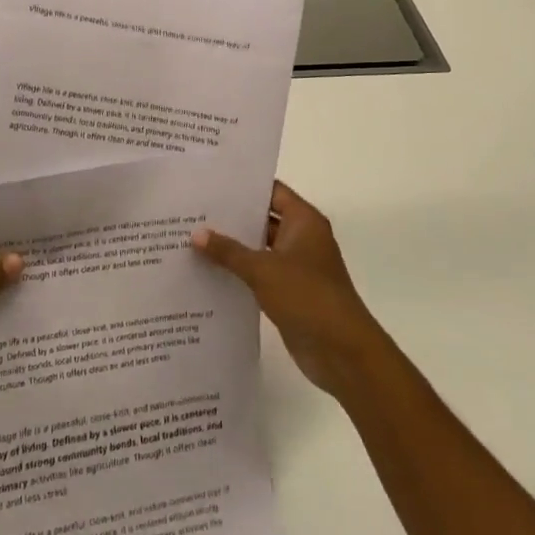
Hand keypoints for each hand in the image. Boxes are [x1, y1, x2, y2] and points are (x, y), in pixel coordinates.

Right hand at [192, 182, 386, 398]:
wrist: (343, 352)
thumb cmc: (307, 297)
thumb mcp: (263, 270)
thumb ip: (229, 251)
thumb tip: (196, 233)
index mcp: (304, 221)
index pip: (271, 191)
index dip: (244, 186)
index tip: (211, 182)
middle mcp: (301, 238)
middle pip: (263, 218)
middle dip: (231, 216)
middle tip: (193, 209)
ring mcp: (296, 266)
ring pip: (259, 247)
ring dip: (233, 246)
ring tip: (192, 237)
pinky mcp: (289, 292)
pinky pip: (259, 273)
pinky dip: (239, 271)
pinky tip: (208, 270)